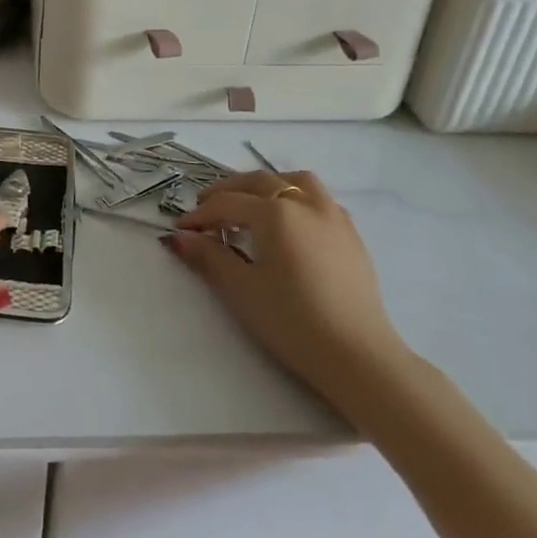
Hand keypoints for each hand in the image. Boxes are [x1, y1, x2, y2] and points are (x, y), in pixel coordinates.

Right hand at [165, 169, 407, 407]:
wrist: (357, 356)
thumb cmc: (292, 321)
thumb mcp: (241, 289)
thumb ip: (209, 256)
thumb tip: (179, 237)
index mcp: (276, 213)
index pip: (227, 204)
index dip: (200, 215)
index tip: (180, 229)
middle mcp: (306, 204)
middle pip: (259, 182)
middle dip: (228, 191)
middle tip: (205, 208)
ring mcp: (334, 217)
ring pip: (296, 182)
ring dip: (267, 185)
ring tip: (250, 204)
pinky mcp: (352, 236)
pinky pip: (319, 199)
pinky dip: (295, 198)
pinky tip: (288, 225)